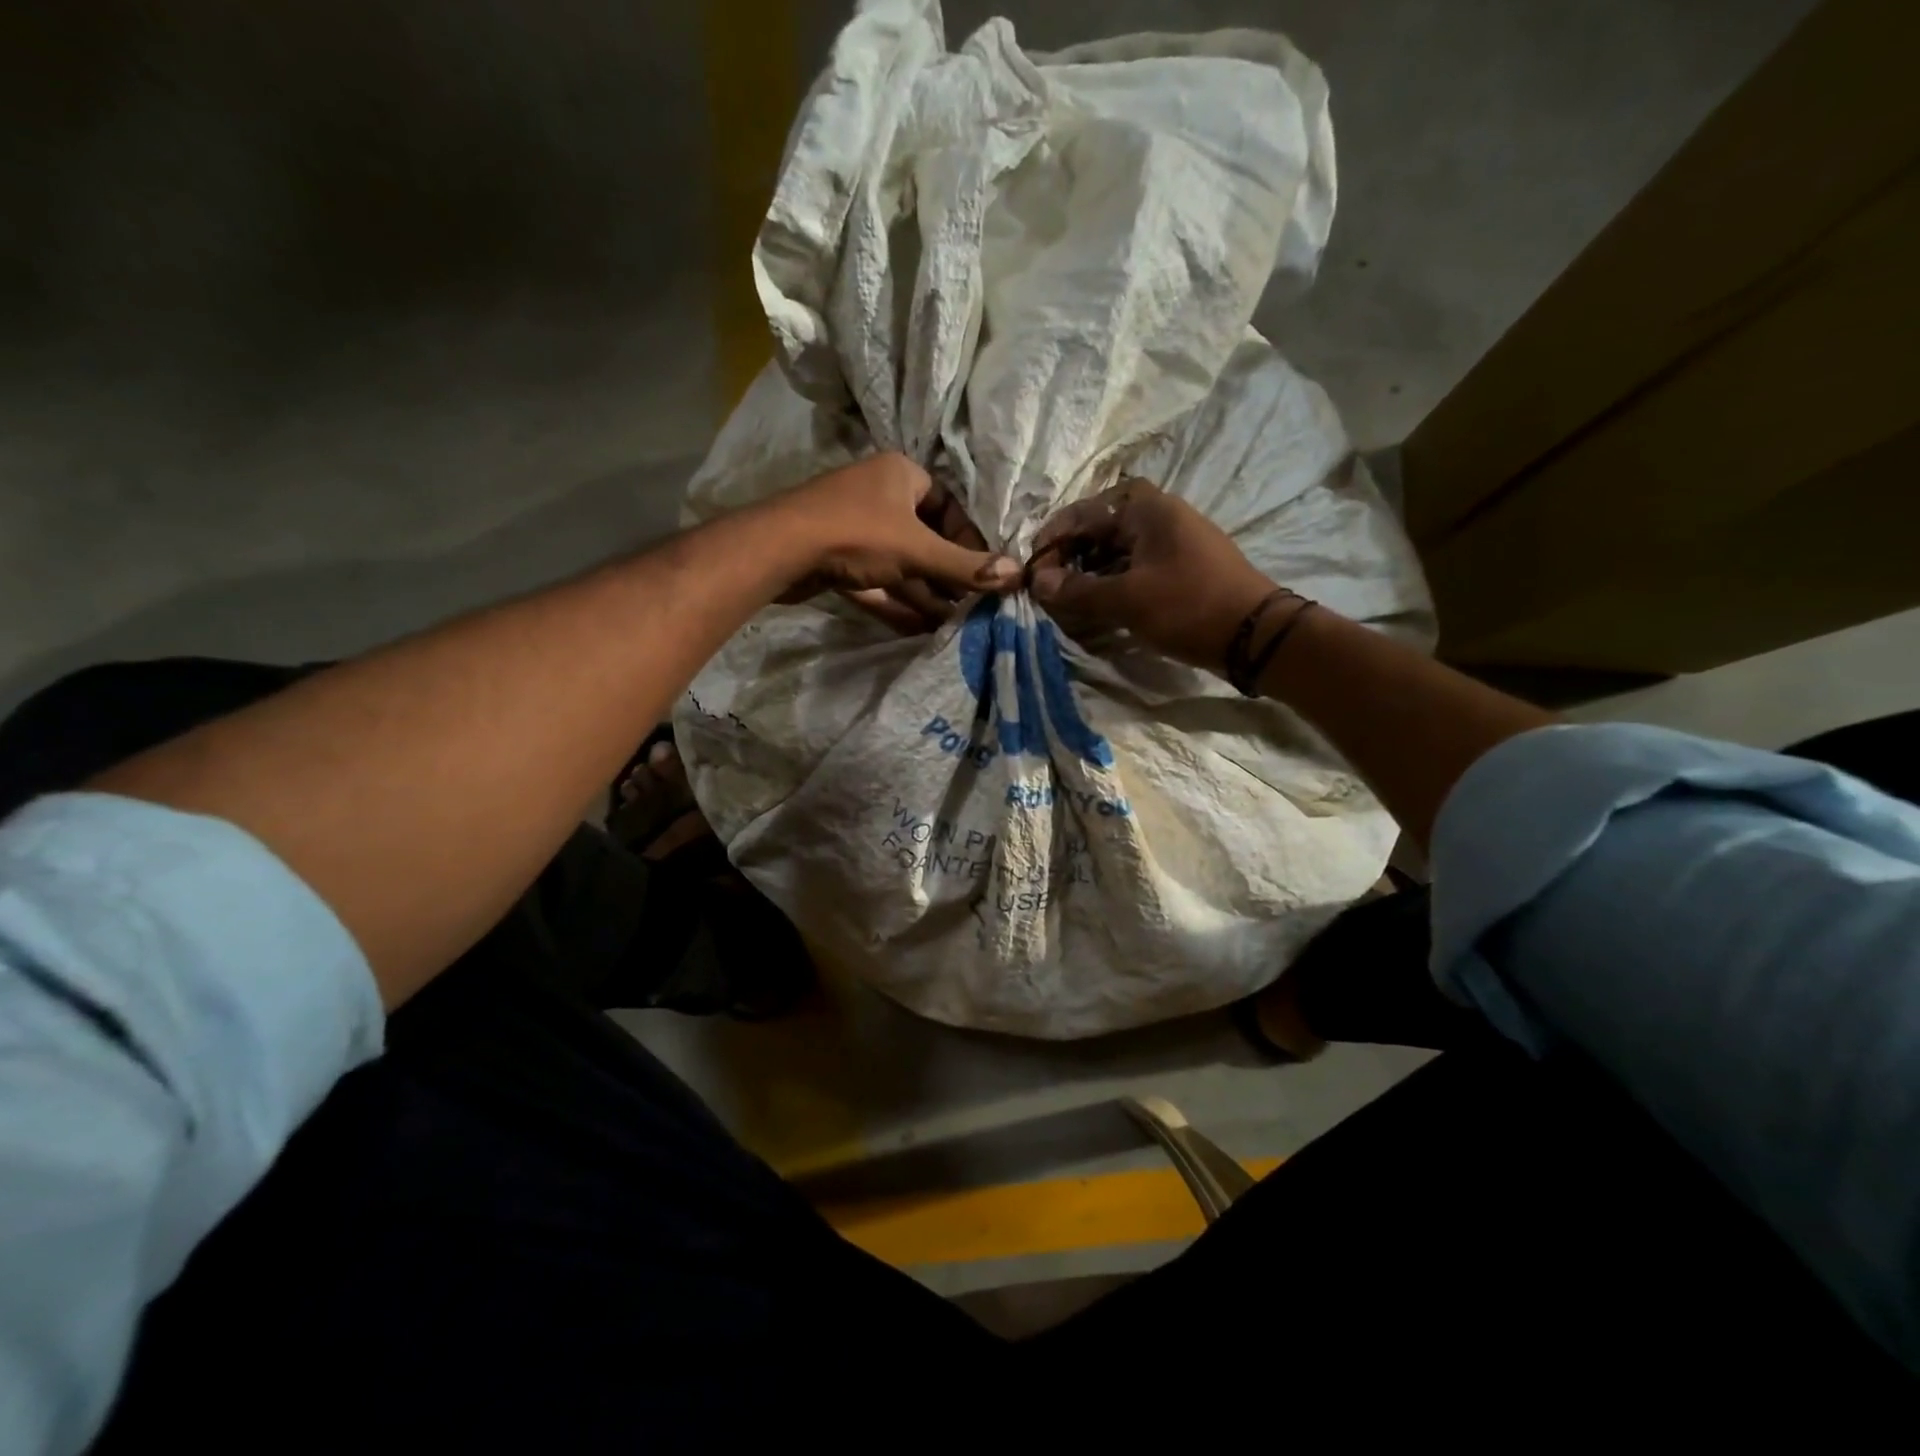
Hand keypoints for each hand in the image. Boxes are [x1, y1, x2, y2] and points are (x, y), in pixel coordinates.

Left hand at [779, 453, 1019, 628]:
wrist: (779, 550)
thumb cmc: (857, 534)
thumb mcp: (918, 551)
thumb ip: (966, 567)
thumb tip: (1019, 575)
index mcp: (902, 476)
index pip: (948, 507)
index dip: (969, 542)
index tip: (983, 574)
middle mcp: (879, 496)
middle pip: (925, 539)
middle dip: (946, 576)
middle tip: (970, 606)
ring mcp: (854, 527)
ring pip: (900, 564)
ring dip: (924, 594)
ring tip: (951, 624)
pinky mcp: (836, 558)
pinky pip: (876, 580)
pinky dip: (896, 601)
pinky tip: (918, 627)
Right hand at [1028, 478, 1275, 673]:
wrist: (1254, 635)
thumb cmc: (1187, 606)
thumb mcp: (1126, 599)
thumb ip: (1078, 589)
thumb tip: (1038, 582)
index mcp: (1145, 509)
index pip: (1084, 513)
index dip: (1053, 538)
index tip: (1032, 568)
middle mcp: (1159, 516)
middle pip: (1100, 528)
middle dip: (1071, 555)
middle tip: (1049, 585)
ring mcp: (1173, 541)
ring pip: (1117, 549)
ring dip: (1090, 571)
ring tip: (1068, 598)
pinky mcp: (1181, 567)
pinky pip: (1135, 566)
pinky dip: (1112, 581)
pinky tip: (1098, 605)